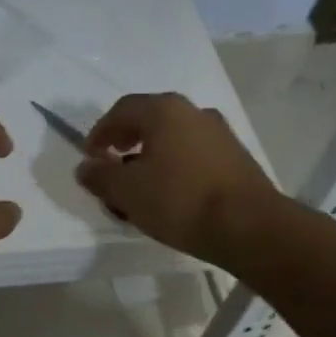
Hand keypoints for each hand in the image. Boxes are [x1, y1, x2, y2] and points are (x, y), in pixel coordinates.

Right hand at [76, 92, 282, 264]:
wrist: (249, 226)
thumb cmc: (179, 200)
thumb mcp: (126, 191)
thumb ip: (100, 176)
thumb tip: (86, 167)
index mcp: (164, 110)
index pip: (121, 110)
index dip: (100, 132)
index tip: (90, 157)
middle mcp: (193, 112)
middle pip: (149, 120)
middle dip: (125, 143)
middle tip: (112, 166)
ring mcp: (219, 134)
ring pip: (172, 139)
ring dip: (149, 157)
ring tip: (138, 188)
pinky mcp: (235, 158)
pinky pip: (192, 155)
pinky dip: (173, 168)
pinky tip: (168, 196)